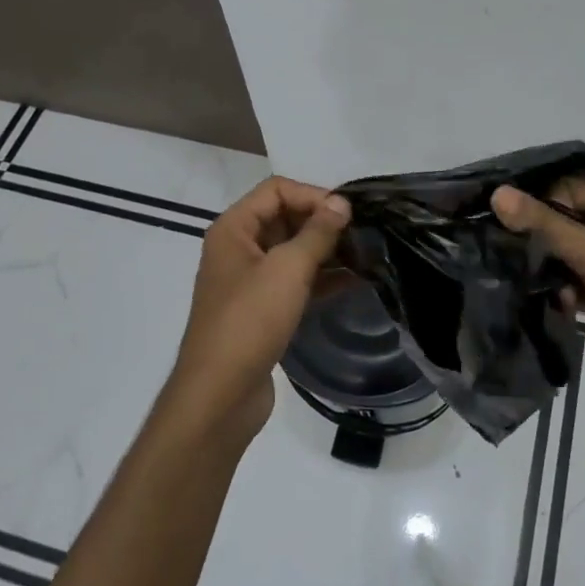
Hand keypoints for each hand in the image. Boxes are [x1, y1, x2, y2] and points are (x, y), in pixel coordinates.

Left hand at [165, 177, 350, 443]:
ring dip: (326, 250)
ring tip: (365, 255)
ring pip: (292, 251)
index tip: (347, 213)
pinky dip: (320, 278)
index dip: (312, 195)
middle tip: (362, 233)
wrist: (219, 395)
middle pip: (285, 217)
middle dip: (322, 222)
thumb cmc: (250, 321)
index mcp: (233, 229)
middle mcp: (238, 248)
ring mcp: (249, 281)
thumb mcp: (288, 269)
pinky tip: (353, 282)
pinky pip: (294, 281)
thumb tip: (341, 203)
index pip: (277, 190)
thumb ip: (317, 232)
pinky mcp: (262, 310)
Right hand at [492, 177, 584, 406]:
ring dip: (552, 268)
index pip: (566, 188)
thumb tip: (498, 193)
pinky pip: (582, 281)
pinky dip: (568, 291)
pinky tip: (555, 304)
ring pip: (572, 254)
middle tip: (499, 250)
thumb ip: (544, 224)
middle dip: (539, 238)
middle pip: (568, 220)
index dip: (533, 201)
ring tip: (523, 280)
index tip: (494, 217)